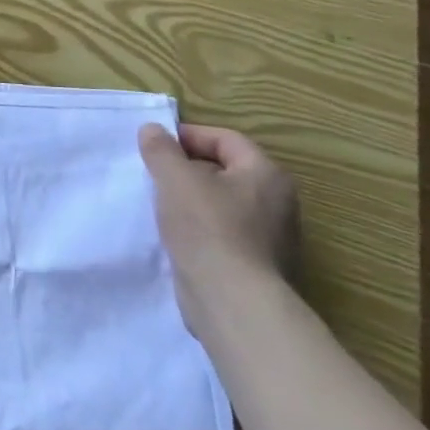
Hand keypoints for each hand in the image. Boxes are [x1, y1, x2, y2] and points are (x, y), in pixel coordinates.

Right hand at [138, 123, 299, 334]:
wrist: (232, 300)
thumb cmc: (207, 228)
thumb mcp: (174, 178)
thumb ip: (161, 149)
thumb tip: (153, 129)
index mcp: (266, 175)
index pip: (226, 139)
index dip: (188, 135)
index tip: (154, 144)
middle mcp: (277, 202)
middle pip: (225, 170)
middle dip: (187, 167)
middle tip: (153, 172)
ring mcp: (271, 237)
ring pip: (222, 202)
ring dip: (190, 198)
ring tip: (158, 203)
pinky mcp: (256, 264)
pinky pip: (223, 231)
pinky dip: (198, 226)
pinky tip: (174, 234)